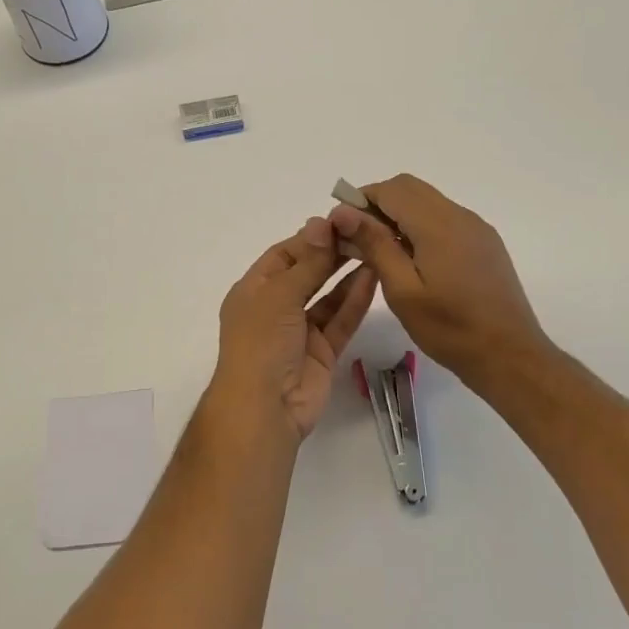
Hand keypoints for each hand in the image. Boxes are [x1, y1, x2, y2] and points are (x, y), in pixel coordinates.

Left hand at [213, 218, 378, 441]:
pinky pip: (340, 320)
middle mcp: (275, 308)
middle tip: (363, 231)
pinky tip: (374, 276)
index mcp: (253, 291)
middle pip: (307, 273)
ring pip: (327, 296)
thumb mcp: (280, 294)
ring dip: (347, 274)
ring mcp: (300, 331)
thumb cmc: (261, 342)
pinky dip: (355, 300)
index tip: (340, 220)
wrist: (264, 408)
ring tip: (374, 248)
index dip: (310, 238)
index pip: (283, 255)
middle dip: (332, 253)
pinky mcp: (323, 351)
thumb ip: (307, 261)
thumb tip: (320, 223)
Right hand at [329, 175, 549, 389]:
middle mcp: (460, 216)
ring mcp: (476, 228)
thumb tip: (344, 211)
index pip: (391, 189)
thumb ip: (374, 244)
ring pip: (428, 202)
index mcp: (438, 224)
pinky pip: (445, 219)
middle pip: (410, 189)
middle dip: (378, 205)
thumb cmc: (450, 328)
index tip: (342, 227)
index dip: (361, 199)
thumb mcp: (402, 290)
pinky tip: (414, 262)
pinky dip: (421, 226)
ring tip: (382, 253)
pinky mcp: (484, 243)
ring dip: (400, 215)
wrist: (510, 355)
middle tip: (359, 240)